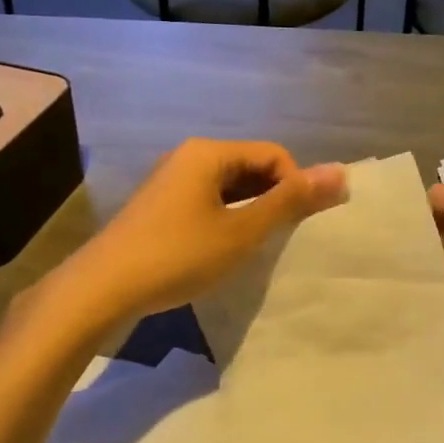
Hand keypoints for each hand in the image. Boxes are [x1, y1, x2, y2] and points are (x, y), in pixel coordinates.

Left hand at [64, 138, 345, 320]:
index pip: (274, 155)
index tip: (297, 226)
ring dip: (250, 212)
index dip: (295, 186)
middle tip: (279, 239)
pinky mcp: (160, 206)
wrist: (101, 289)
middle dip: (273, 199)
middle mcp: (189, 157)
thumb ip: (291, 201)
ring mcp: (171, 181)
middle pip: (251, 168)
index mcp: (210, 153)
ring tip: (253, 248)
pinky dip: (226, 220)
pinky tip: (223, 251)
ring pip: (230, 187)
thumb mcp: (242, 230)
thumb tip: (342, 172)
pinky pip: (208, 202)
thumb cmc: (178, 255)